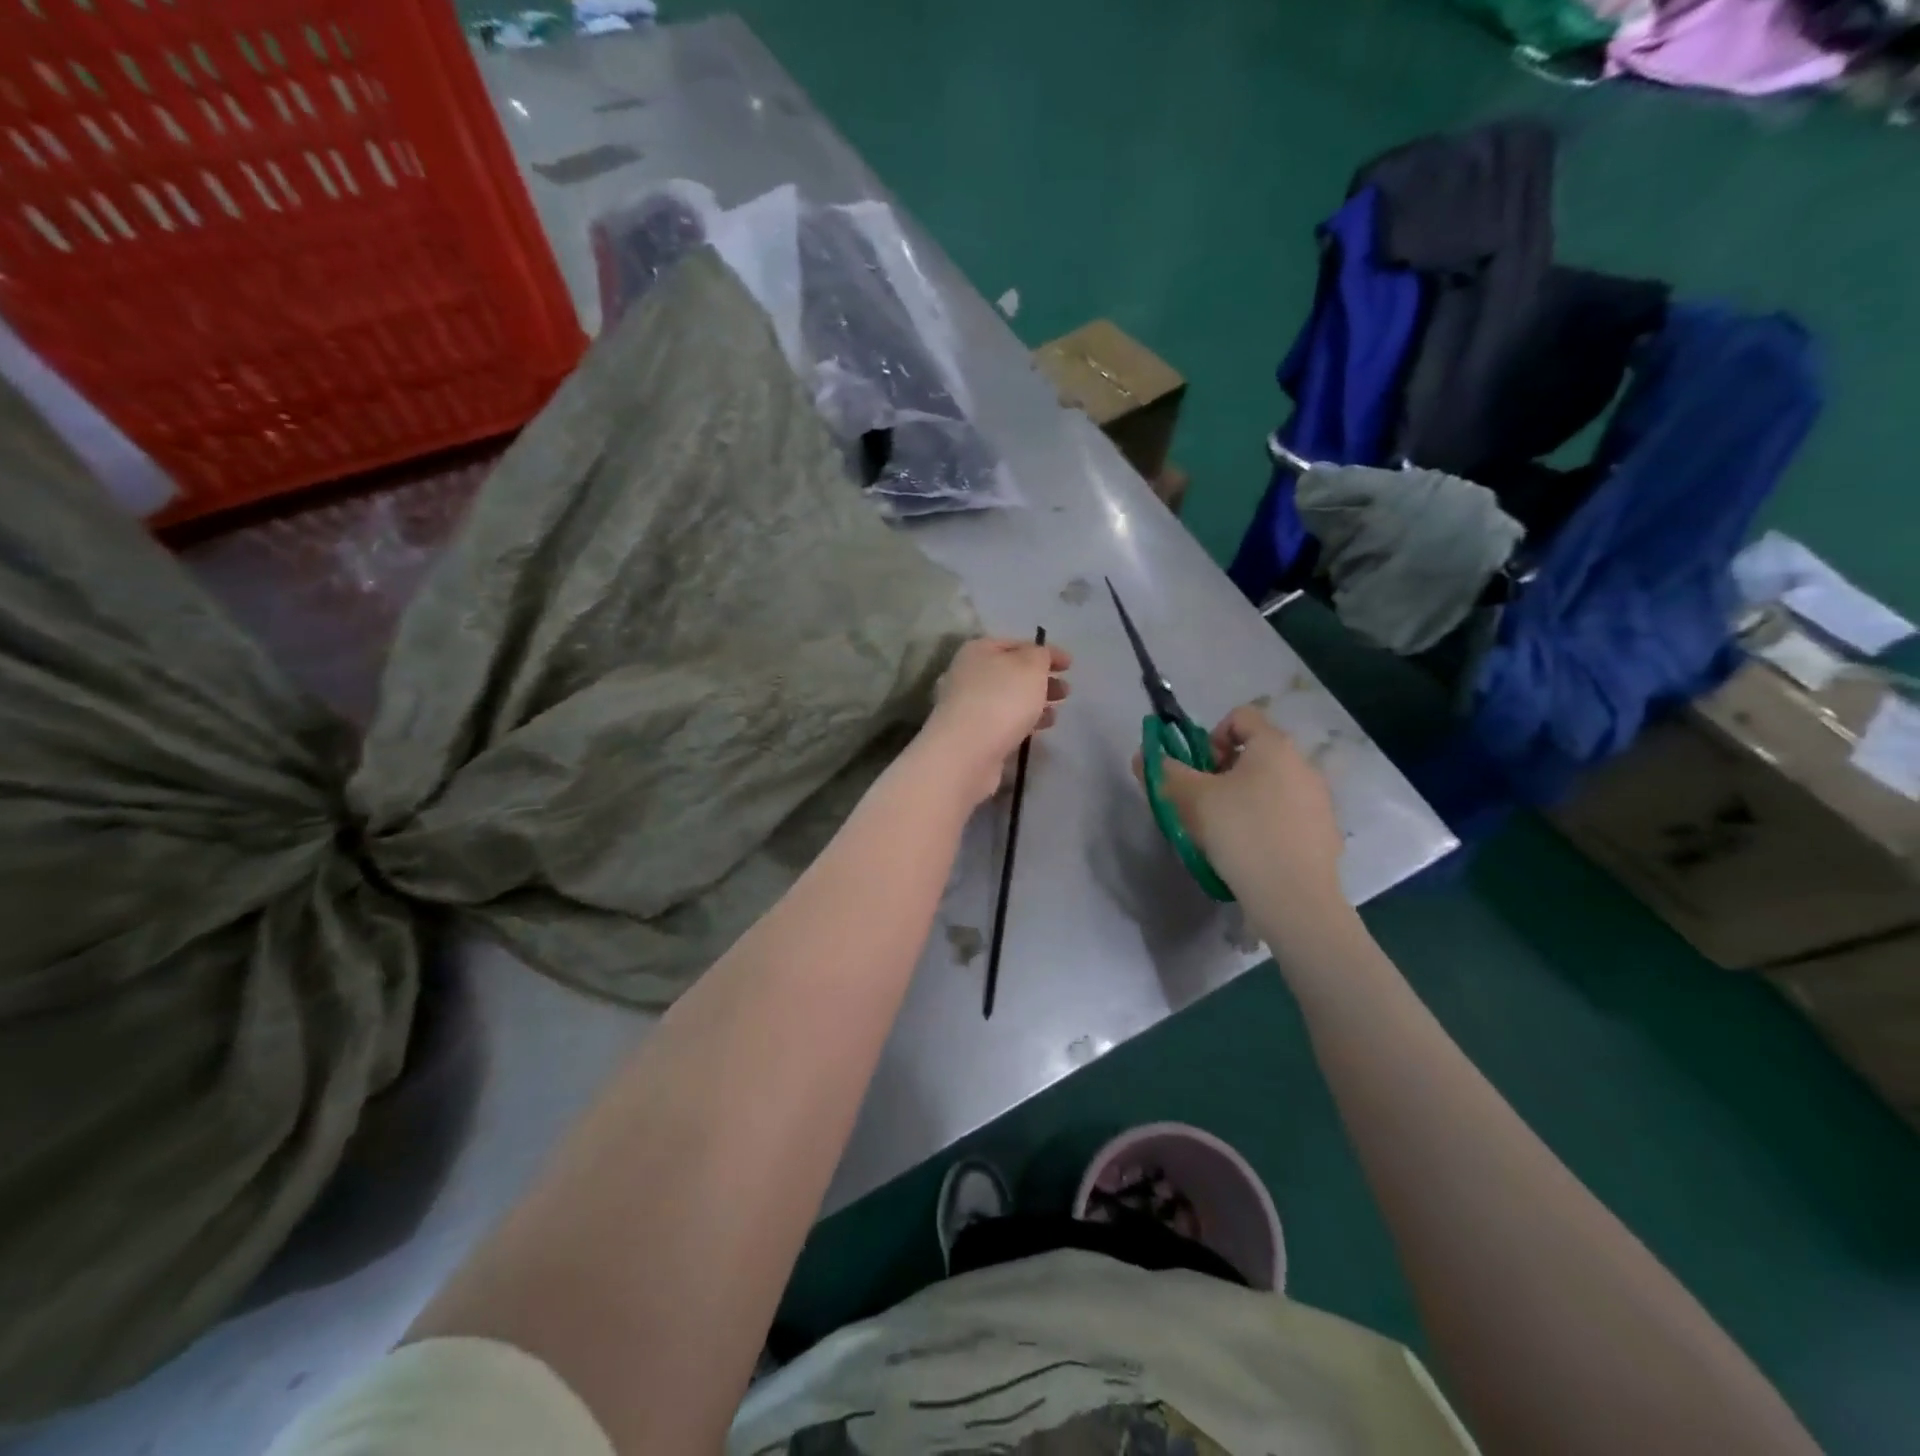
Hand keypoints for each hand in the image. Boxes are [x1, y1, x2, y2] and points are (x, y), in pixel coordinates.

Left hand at [923, 637, 1071, 803]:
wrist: (966, 753)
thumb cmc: (1001, 700)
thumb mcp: (1030, 666)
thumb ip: (1040, 655)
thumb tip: (1038, 656)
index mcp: (977, 651)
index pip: (1016, 644)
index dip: (1045, 652)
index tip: (1070, 665)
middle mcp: (967, 675)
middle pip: (1010, 673)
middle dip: (1041, 680)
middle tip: (1066, 691)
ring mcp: (966, 707)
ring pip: (1007, 699)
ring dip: (1034, 703)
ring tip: (1056, 714)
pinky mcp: (970, 735)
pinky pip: (1002, 722)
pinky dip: (1022, 722)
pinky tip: (1039, 730)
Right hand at [1134, 704, 1344, 916]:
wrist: (1294, 898)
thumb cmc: (1240, 833)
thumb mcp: (1191, 799)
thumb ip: (1165, 772)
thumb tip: (1145, 756)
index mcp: (1274, 746)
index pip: (1241, 717)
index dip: (1211, 737)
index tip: (1199, 771)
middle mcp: (1303, 765)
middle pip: (1256, 753)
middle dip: (1225, 773)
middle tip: (1205, 804)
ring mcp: (1320, 800)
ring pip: (1271, 786)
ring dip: (1246, 799)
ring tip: (1227, 833)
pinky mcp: (1325, 833)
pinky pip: (1288, 816)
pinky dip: (1267, 825)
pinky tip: (1253, 854)